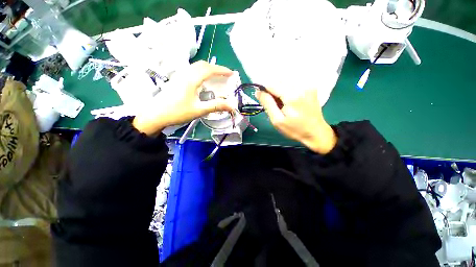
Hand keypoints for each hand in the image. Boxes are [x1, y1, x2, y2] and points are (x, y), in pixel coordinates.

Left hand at [133, 61, 234, 134]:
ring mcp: (180, 76)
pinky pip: (192, 71)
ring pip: (196, 67)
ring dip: (208, 69)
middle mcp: (185, 74)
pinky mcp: (177, 80)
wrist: (155, 115)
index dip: (222, 70)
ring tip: (216, 78)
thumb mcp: (199, 110)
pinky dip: (201, 72)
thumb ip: (216, 106)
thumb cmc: (177, 112)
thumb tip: (231, 106)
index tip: (232, 73)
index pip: (209, 70)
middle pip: (203, 65)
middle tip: (225, 76)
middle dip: (216, 68)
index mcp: (191, 80)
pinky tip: (203, 82)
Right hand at [256, 87, 336, 153]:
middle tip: (273, 103)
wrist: (316, 133)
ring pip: (286, 80)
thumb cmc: (295, 129)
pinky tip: (289, 99)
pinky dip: (287, 88)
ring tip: (281, 102)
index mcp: (292, 95)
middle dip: (272, 89)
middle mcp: (301, 86)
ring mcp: (308, 85)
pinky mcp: (311, 87)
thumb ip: (267, 104)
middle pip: (279, 80)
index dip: (264, 90)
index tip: (262, 98)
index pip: (271, 84)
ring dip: (280, 89)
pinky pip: (294, 82)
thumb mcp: (277, 120)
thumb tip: (258, 92)